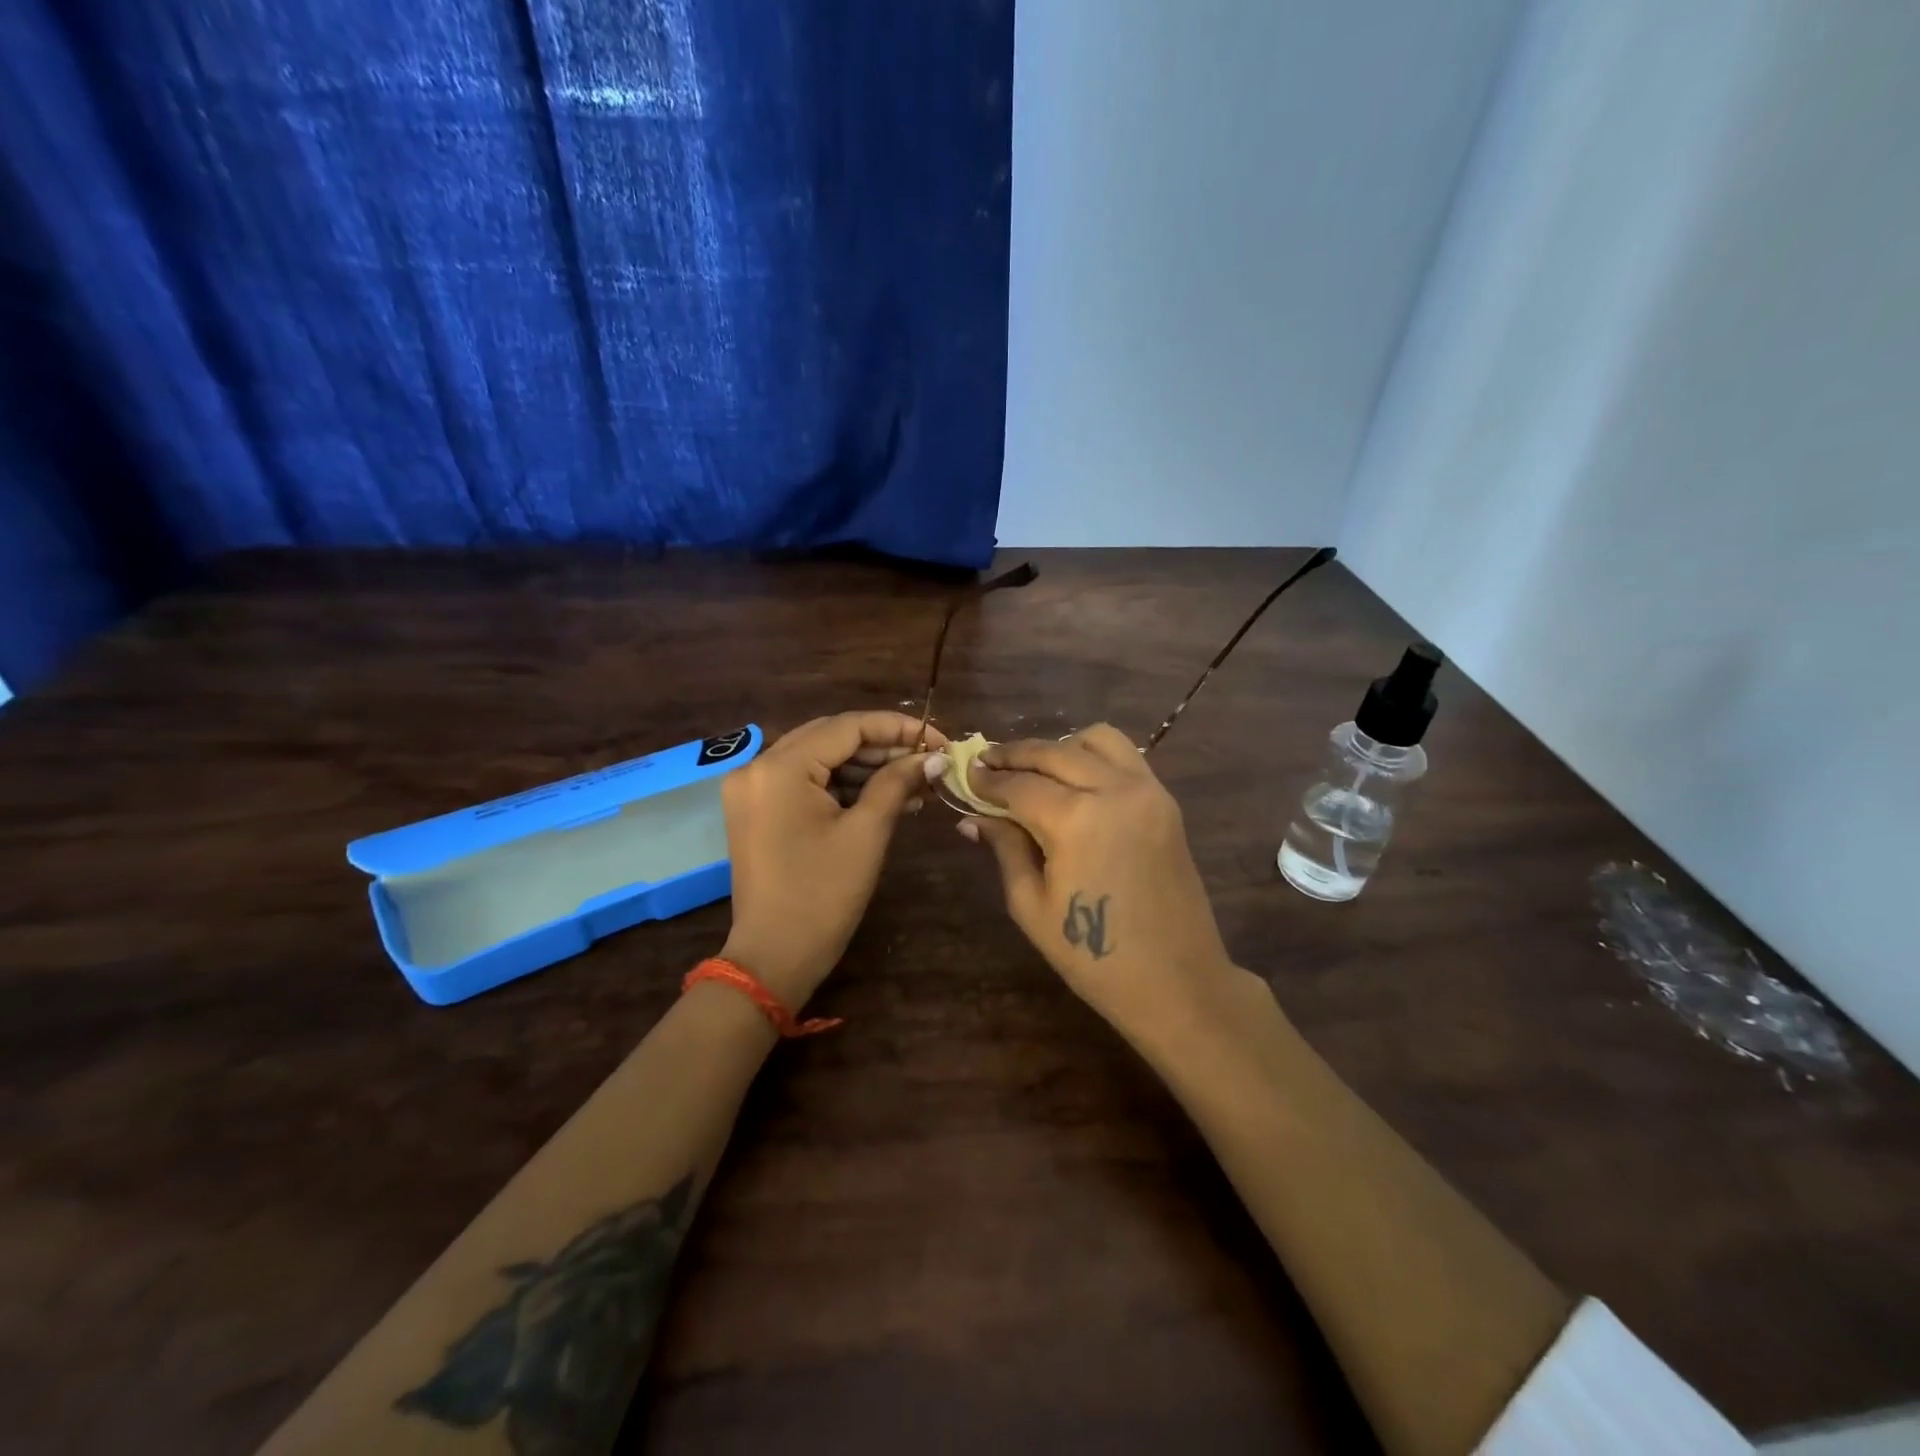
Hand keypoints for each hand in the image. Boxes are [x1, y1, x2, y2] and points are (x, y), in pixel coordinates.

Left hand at [720, 711, 949, 1007]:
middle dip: (883, 746)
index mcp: (780, 768)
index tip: (940, 739)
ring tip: (915, 781)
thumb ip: (897, 782)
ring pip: (819, 759)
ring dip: (866, 767)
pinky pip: (806, 782)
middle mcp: (757, 767)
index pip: (847, 727)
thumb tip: (934, 755)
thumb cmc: (823, 895)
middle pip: (831, 737)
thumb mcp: (867, 833)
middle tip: (929, 759)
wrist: (774, 957)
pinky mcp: (757, 809)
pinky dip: (843, 786)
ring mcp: (753, 788)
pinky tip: (884, 796)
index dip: (897, 728)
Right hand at [959, 724, 1236, 1031]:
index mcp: (1075, 819)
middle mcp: (1113, 789)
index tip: (965, 775)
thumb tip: (972, 818)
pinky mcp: (1165, 801)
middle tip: (987, 762)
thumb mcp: (1031, 905)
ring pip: (1096, 739)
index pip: (1019, 784)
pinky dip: (1094, 756)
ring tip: (1035, 770)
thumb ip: (1005, 848)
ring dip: (1059, 747)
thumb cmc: (1092, 956)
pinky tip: (1075, 780)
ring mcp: (1146, 790)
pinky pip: (1126, 757)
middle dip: (1014, 755)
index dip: (987, 780)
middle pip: (1053, 752)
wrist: (1175, 981)